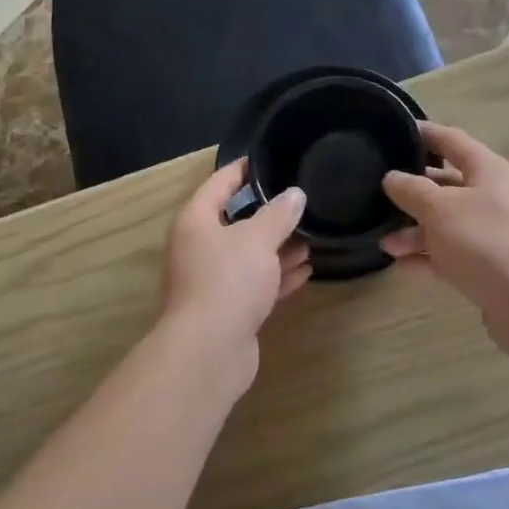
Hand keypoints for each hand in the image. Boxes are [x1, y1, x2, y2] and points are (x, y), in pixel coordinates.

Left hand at [158, 161, 311, 387]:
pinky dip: (278, 276)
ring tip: (311, 237)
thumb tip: (295, 194)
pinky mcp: (228, 308)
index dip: (243, 169)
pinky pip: (256, 283)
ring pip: (248, 255)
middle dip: (268, 213)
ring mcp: (213, 280)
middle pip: (235, 221)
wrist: (209, 350)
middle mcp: (200, 247)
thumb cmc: (228, 281)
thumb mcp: (257, 239)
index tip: (268, 159)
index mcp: (197, 221)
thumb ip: (278, 214)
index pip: (219, 183)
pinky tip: (306, 270)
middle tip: (300, 200)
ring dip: (278, 247)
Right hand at [381, 122, 508, 319]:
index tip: (394, 131)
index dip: (423, 133)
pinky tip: (403, 266)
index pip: (452, 140)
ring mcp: (495, 234)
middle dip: (412, 192)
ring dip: (415, 231)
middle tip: (378, 194)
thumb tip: (392, 178)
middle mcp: (495, 197)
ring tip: (386, 244)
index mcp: (490, 171)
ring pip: (447, 223)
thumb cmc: (485, 242)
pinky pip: (453, 254)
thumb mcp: (439, 208)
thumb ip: (411, 189)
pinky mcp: (493, 267)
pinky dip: (429, 257)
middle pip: (447, 185)